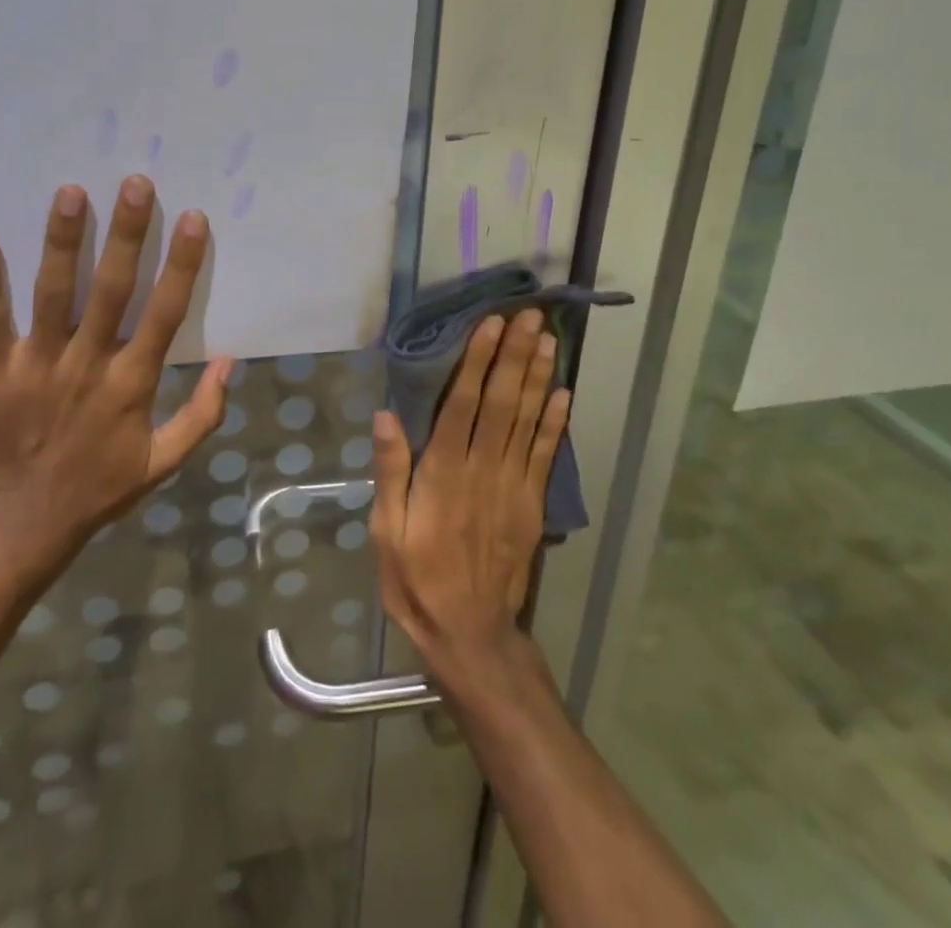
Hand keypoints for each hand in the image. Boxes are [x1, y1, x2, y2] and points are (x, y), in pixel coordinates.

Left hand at [0, 174, 232, 572]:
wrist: (24, 522)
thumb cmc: (100, 487)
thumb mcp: (164, 461)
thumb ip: (203, 414)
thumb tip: (227, 361)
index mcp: (132, 383)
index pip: (164, 313)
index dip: (182, 264)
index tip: (193, 218)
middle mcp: (88, 363)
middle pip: (112, 289)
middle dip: (126, 235)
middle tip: (135, 184)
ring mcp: (39, 364)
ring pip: (53, 293)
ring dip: (62, 241)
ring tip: (70, 192)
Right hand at [370, 309, 569, 678]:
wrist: (471, 635)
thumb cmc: (417, 580)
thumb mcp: (386, 531)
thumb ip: (390, 471)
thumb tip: (387, 415)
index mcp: (443, 473)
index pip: (463, 404)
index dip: (478, 362)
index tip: (491, 325)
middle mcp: (483, 469)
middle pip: (501, 402)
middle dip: (514, 355)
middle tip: (529, 316)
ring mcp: (513, 486)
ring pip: (527, 421)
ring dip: (538, 377)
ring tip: (547, 339)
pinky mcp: (531, 504)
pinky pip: (546, 456)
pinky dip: (556, 423)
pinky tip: (563, 393)